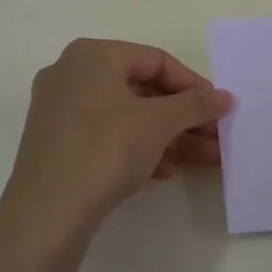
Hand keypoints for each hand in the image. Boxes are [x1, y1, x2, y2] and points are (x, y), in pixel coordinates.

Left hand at [0, 39, 232, 244]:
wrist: (46, 216)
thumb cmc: (105, 150)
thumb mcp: (158, 123)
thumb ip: (194, 105)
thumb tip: (225, 97)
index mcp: (92, 55)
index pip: (156, 60)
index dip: (193, 84)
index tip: (219, 109)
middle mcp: (71, 74)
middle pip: (141, 88)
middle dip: (183, 115)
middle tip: (215, 136)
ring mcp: (59, 110)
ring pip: (126, 115)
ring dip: (167, 135)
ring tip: (204, 158)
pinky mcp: (56, 144)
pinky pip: (106, 135)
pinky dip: (138, 148)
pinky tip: (166, 171)